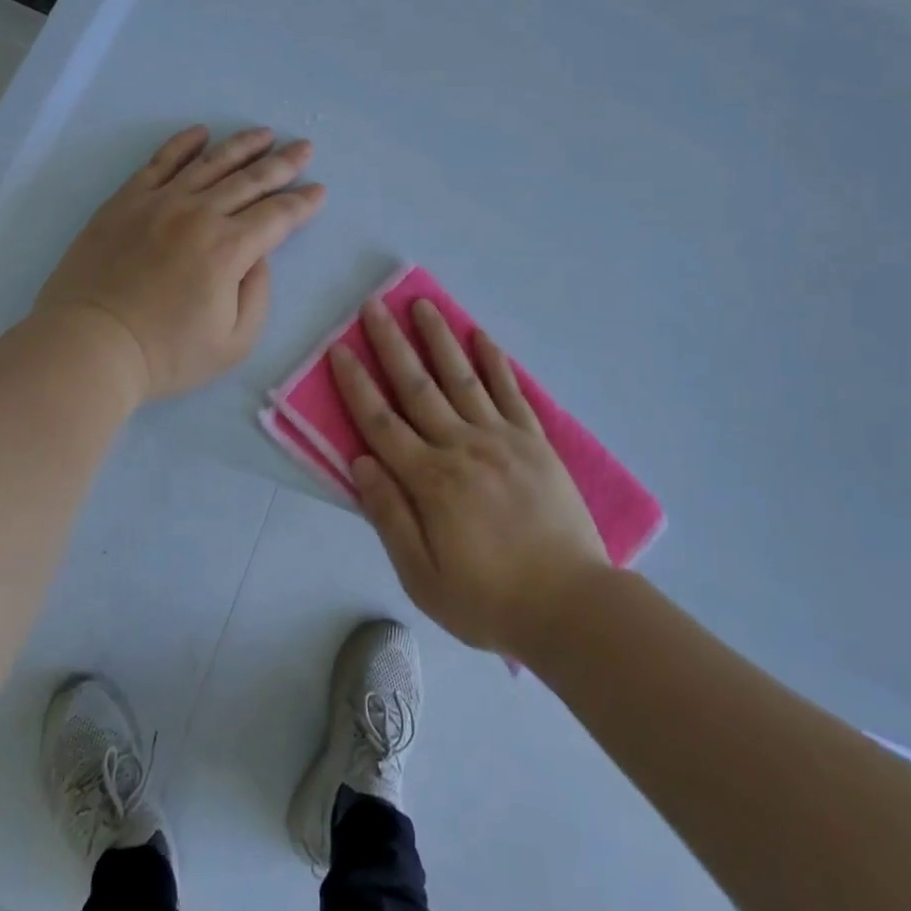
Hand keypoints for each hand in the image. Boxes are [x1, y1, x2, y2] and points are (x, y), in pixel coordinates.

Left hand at [35, 125, 323, 400]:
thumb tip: (258, 257)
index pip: (277, 216)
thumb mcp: (234, 342)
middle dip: (283, 163)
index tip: (319, 190)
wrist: (90, 345)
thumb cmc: (166, 354)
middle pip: (251, 180)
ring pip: (210, 163)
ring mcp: (160, 202)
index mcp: (229, 249)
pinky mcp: (126, 201)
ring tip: (264, 133)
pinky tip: (201, 133)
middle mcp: (199, 214)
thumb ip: (258, 294)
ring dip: (242, 145)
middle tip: (304, 147)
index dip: (303, 202)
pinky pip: (159, 161)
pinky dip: (183, 144)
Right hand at [331, 297, 608, 655]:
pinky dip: (495, 362)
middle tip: (374, 305)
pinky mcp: (534, 442)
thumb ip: (390, 515)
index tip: (341, 348)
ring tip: (422, 304)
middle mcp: (461, 447)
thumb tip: (360, 461)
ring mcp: (502, 439)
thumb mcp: (423, 576)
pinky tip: (481, 336)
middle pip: (417, 386)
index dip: (357, 384)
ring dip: (439, 339)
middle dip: (391, 344)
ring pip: (461, 378)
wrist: (570, 606)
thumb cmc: (489, 599)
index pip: (381, 422)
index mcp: (430, 480)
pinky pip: (511, 392)